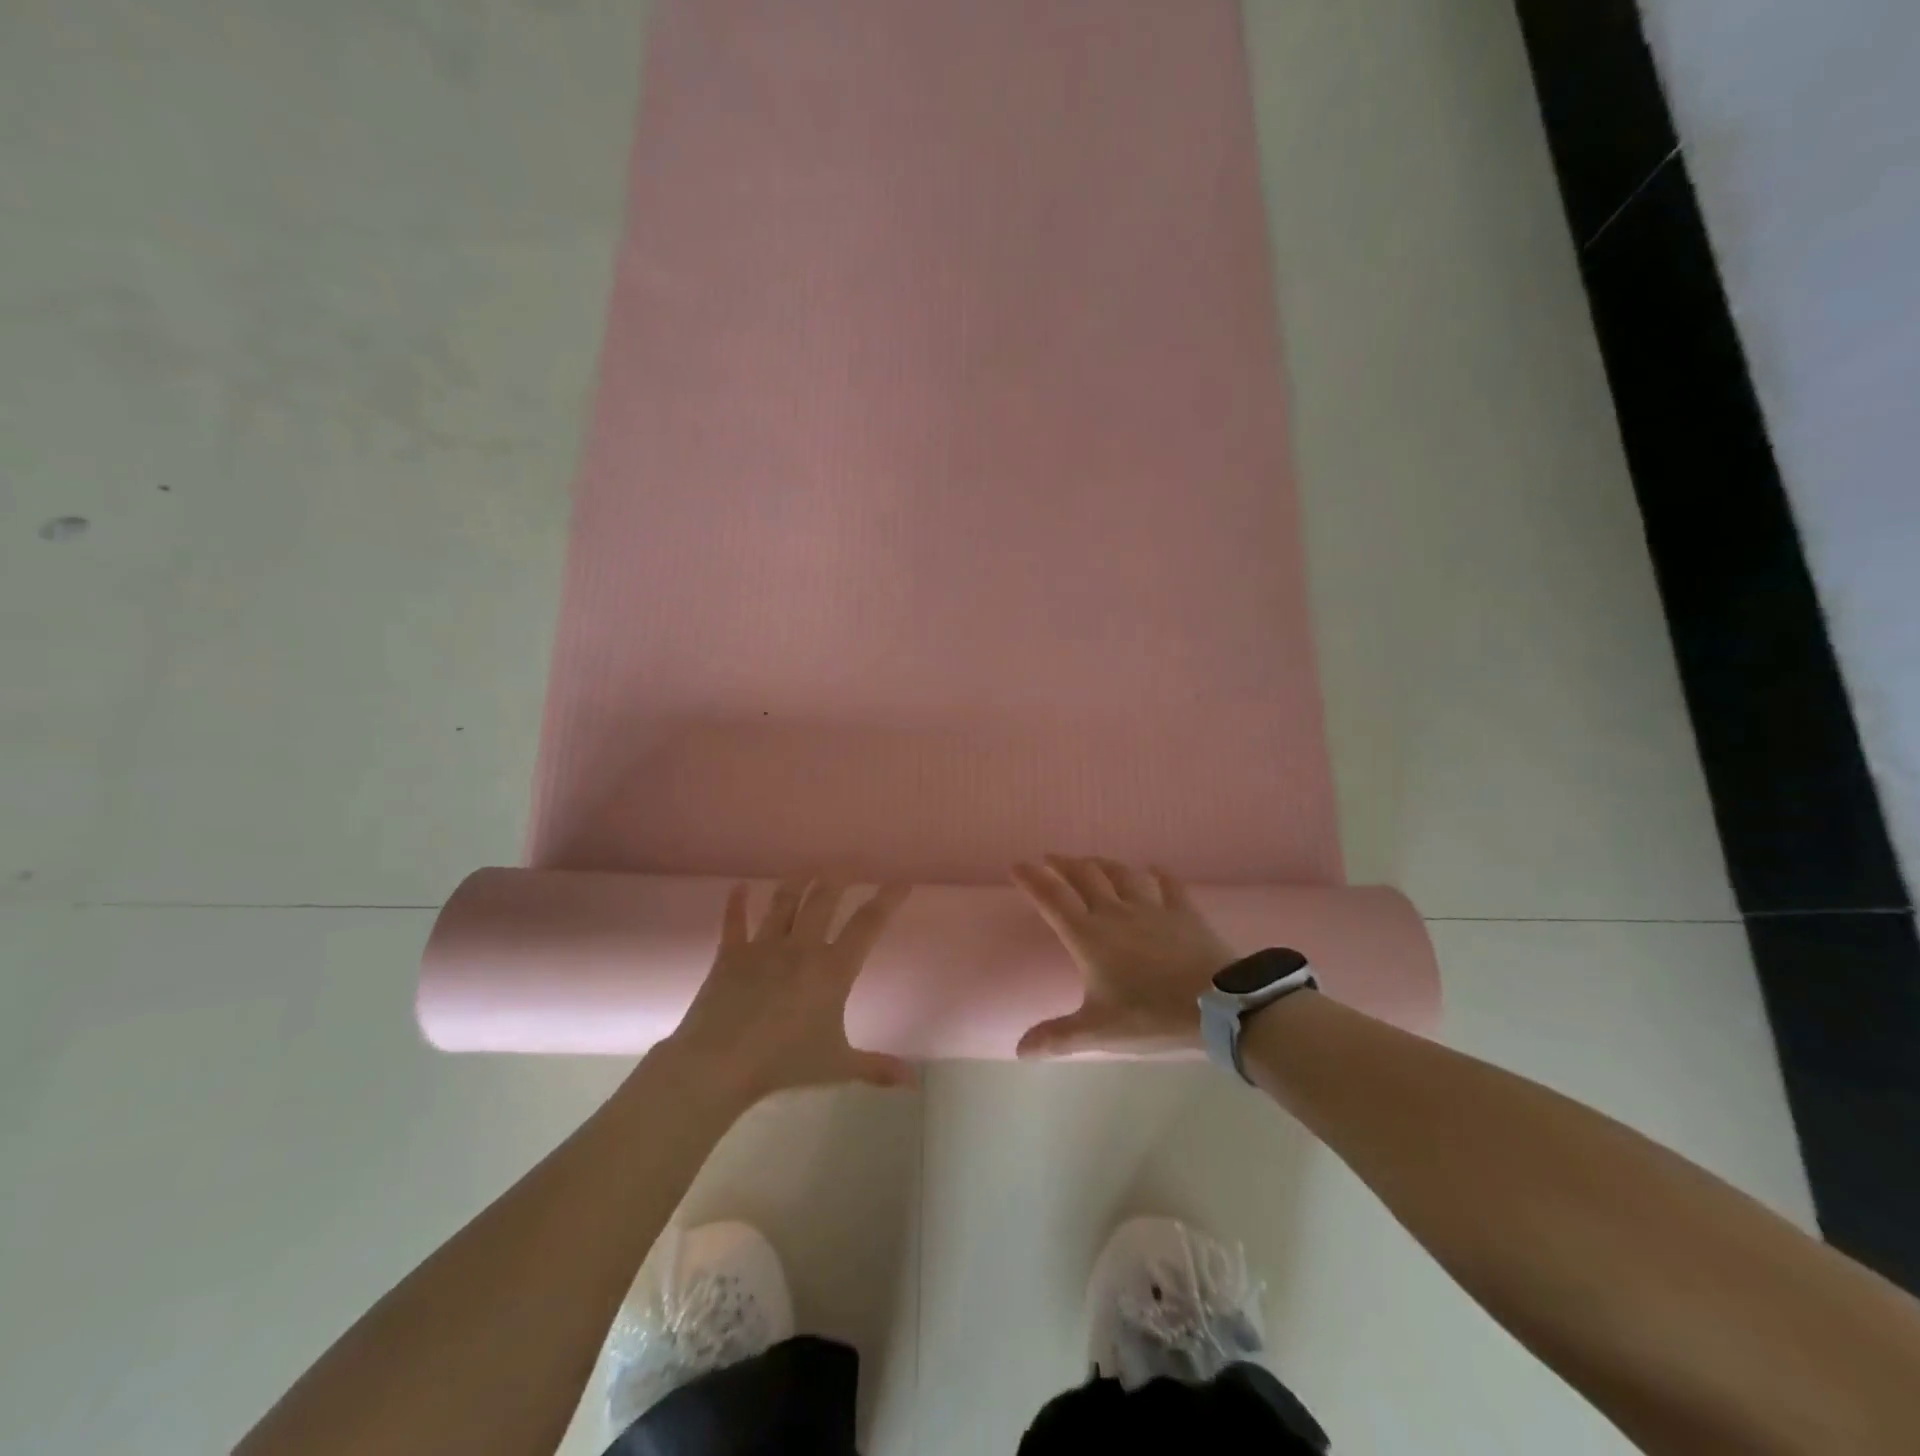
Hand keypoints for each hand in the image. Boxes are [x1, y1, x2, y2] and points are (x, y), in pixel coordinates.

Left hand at [664, 879, 914, 1103]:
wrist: (720, 1064)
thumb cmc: (784, 1063)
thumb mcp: (837, 1066)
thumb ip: (877, 1068)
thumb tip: (915, 1082)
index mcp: (832, 969)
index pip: (868, 925)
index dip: (887, 900)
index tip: (901, 882)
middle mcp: (801, 947)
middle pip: (823, 899)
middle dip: (839, 876)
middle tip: (850, 862)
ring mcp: (763, 947)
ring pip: (784, 902)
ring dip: (798, 881)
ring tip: (809, 867)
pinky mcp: (730, 955)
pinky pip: (734, 923)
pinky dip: (736, 903)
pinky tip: (739, 886)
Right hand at [1012, 855, 1237, 1056]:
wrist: (1216, 1005)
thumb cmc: (1150, 1015)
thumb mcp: (1099, 1031)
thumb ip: (1058, 1038)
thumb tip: (1020, 1051)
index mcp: (1089, 936)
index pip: (1053, 899)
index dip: (1033, 880)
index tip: (1018, 865)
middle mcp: (1115, 913)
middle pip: (1084, 877)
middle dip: (1064, 864)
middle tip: (1052, 858)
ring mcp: (1151, 908)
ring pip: (1121, 874)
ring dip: (1102, 864)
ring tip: (1091, 861)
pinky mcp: (1183, 912)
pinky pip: (1168, 885)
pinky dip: (1158, 874)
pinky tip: (1154, 869)